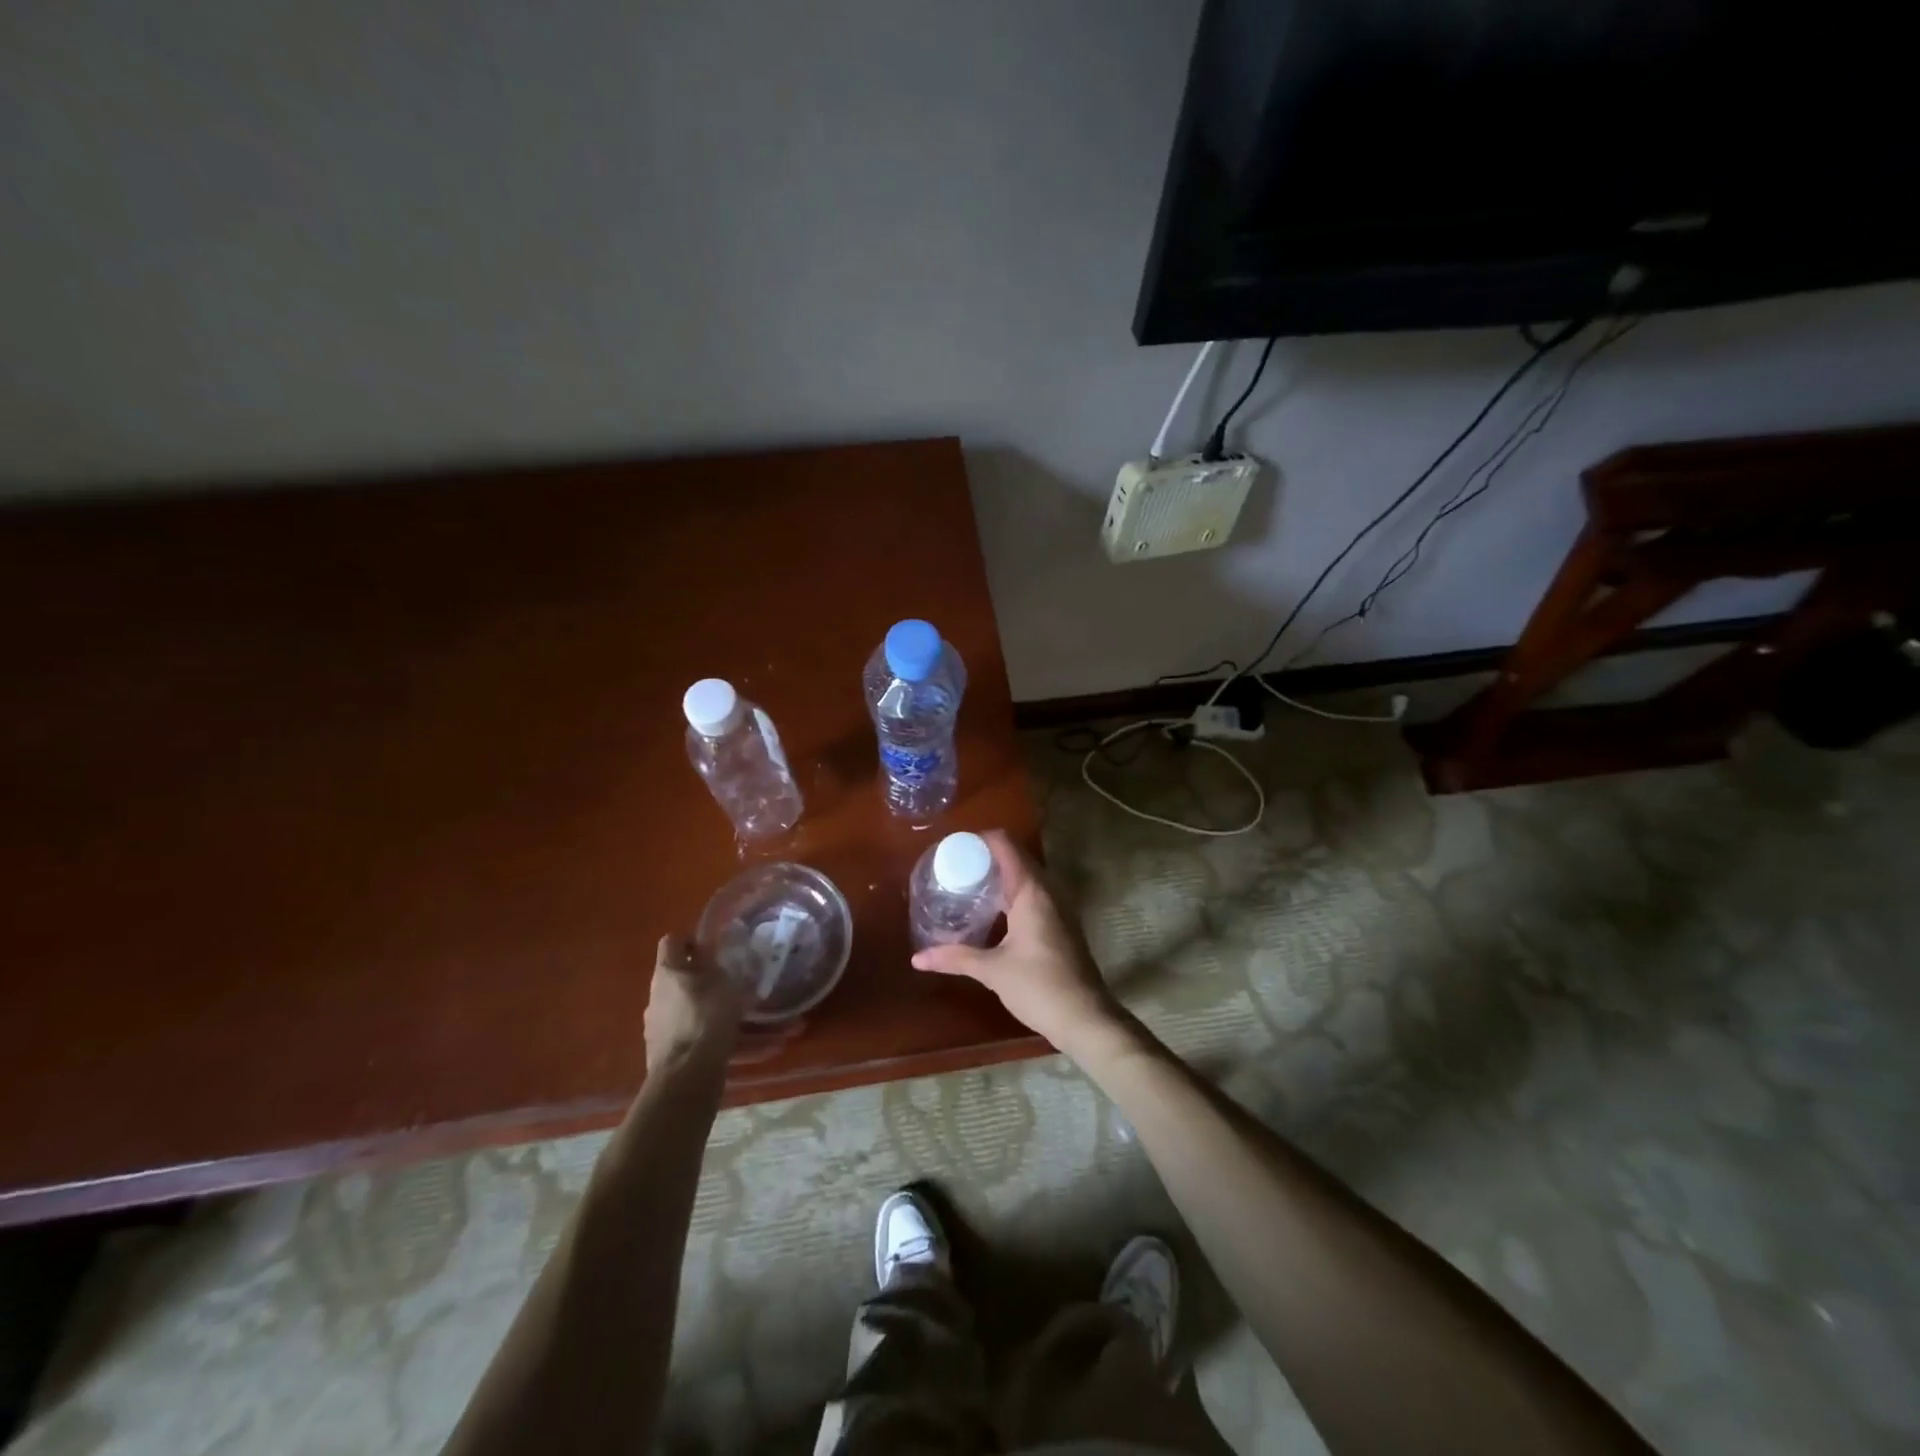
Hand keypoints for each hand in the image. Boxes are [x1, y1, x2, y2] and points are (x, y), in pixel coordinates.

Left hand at [644, 935, 743, 1073]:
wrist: (687, 1075)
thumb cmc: (707, 1018)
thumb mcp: (722, 982)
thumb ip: (714, 962)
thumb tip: (706, 946)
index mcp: (667, 971)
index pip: (673, 941)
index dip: (692, 940)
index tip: (713, 949)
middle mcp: (655, 993)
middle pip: (676, 975)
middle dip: (700, 977)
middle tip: (726, 983)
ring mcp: (653, 1023)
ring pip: (680, 1005)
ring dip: (700, 1005)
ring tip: (729, 1017)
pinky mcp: (659, 1049)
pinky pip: (683, 1031)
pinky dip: (699, 1032)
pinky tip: (722, 1042)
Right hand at [911, 831, 1121, 1053]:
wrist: (1085, 1018)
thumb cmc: (1039, 987)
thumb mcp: (992, 971)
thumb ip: (955, 958)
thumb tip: (917, 958)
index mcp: (1032, 891)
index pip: (1005, 845)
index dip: (980, 839)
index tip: (953, 847)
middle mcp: (1048, 891)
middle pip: (1015, 857)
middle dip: (985, 857)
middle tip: (954, 867)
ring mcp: (1058, 906)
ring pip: (1026, 876)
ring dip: (1000, 876)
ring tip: (967, 885)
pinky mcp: (1061, 923)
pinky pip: (1033, 894)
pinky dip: (1012, 892)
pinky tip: (992, 911)